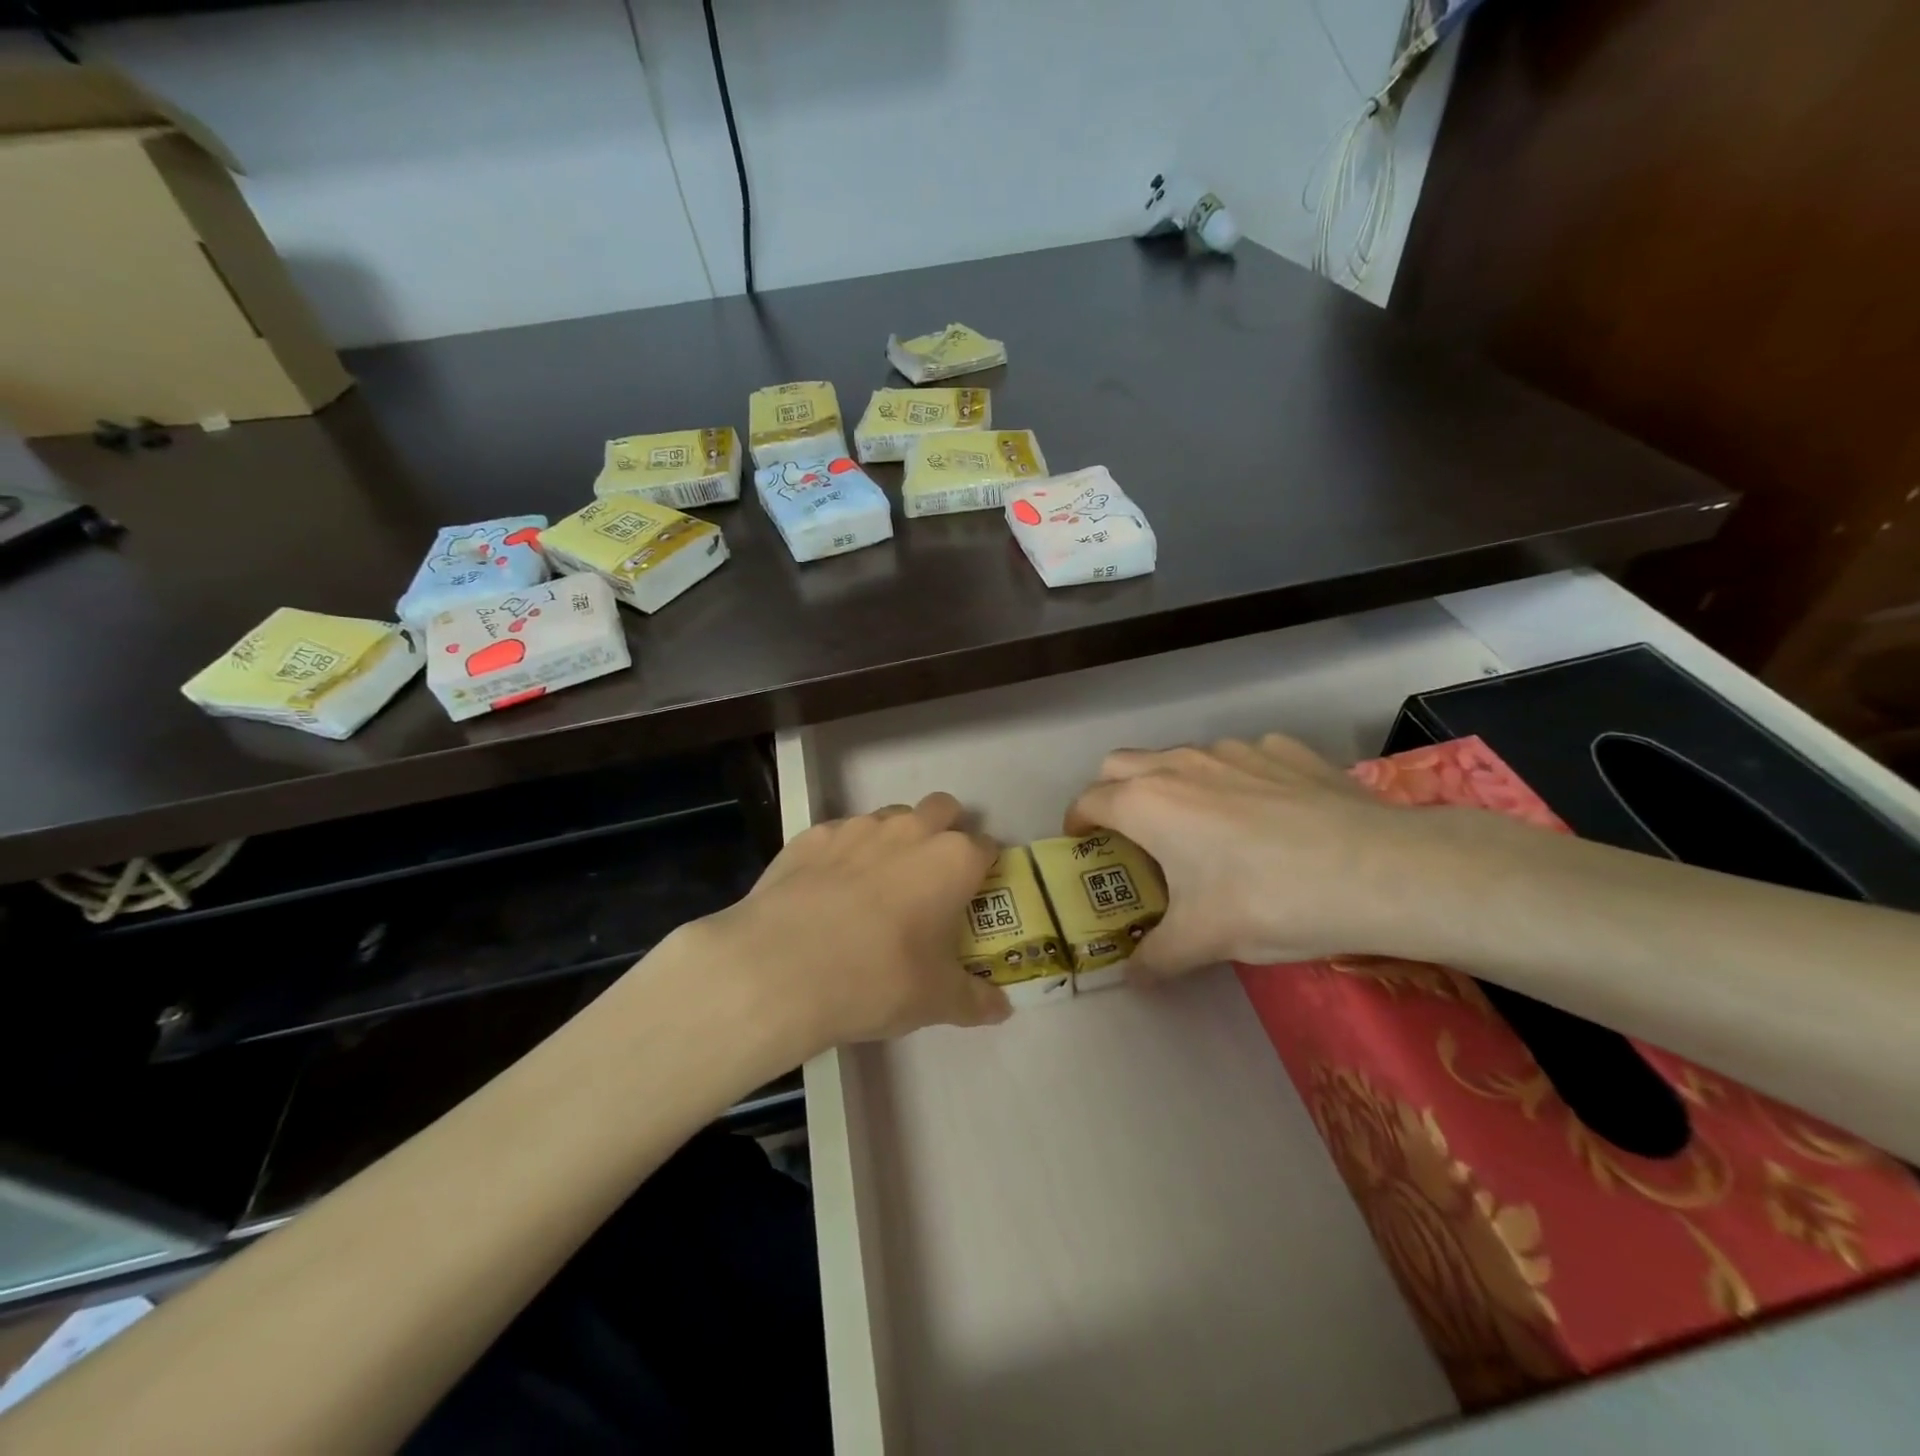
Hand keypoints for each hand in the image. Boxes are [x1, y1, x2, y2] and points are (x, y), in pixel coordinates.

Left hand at [688, 792, 1010, 1056]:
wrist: (781, 968)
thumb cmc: (878, 979)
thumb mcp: (936, 1001)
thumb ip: (975, 1000)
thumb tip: (1002, 1008)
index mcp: (953, 860)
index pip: (987, 847)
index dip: (985, 870)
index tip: (974, 896)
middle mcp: (911, 830)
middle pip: (943, 809)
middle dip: (946, 831)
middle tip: (932, 878)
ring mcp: (858, 827)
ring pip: (891, 816)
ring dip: (896, 839)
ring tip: (878, 886)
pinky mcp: (812, 836)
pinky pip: (841, 834)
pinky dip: (845, 854)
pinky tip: (828, 892)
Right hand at [1066, 734, 1438, 979]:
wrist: (1379, 871)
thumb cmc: (1268, 901)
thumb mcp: (1202, 941)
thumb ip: (1155, 958)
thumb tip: (1132, 978)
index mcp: (1147, 803)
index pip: (1088, 801)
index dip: (1076, 823)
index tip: (1082, 844)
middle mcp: (1180, 764)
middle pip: (1120, 764)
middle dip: (1112, 793)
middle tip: (1132, 834)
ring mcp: (1234, 749)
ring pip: (1180, 757)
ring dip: (1172, 784)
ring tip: (1202, 828)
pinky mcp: (1282, 749)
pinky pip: (1239, 758)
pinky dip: (1233, 780)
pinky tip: (1265, 815)